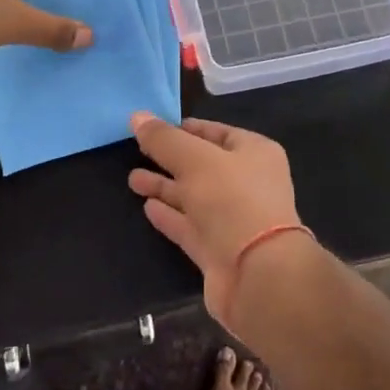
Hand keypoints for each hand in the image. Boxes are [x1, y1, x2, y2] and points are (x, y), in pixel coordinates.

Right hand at [128, 113, 305, 327]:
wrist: (258, 275)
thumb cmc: (233, 201)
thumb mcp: (195, 159)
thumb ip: (164, 139)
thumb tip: (136, 115)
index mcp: (255, 153)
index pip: (217, 132)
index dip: (186, 129)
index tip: (154, 128)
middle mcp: (247, 183)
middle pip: (202, 165)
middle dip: (169, 160)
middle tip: (136, 152)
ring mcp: (233, 219)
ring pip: (193, 197)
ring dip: (165, 188)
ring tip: (132, 179)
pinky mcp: (218, 250)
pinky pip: (190, 226)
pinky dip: (170, 216)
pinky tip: (147, 208)